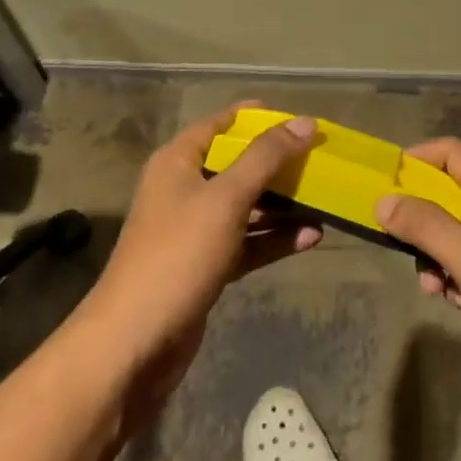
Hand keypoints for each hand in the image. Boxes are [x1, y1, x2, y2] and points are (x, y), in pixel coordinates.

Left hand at [84, 105, 322, 422]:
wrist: (135, 342)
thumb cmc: (178, 254)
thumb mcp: (226, 198)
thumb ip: (266, 158)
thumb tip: (305, 122)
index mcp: (178, 163)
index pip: (220, 125)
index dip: (257, 118)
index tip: (299, 119)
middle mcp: (185, 191)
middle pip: (238, 165)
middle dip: (279, 163)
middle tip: (322, 158)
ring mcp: (195, 231)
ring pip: (247, 206)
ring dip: (283, 204)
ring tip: (326, 199)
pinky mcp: (207, 266)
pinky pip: (248, 242)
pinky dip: (275, 239)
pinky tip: (312, 237)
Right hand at [375, 138, 460, 395]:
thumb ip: (425, 226)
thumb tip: (383, 201)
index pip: (450, 152)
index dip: (416, 160)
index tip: (385, 186)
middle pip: (446, 193)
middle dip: (421, 221)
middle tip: (404, 248)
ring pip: (452, 230)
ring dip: (435, 256)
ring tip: (436, 288)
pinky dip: (454, 276)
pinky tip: (459, 302)